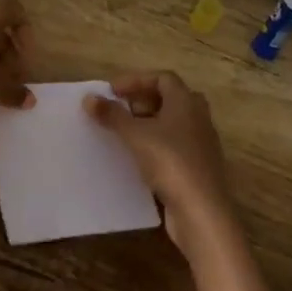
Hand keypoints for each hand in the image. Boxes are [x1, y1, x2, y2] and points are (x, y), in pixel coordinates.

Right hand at [85, 72, 234, 251]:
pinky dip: (157, 144)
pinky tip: (139, 157)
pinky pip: (175, 145)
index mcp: (186, 102)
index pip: (163, 78)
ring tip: (125, 133)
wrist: (202, 212)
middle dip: (143, 101)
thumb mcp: (135, 136)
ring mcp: (201, 143)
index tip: (113, 92)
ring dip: (149, 123)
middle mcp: (198, 118)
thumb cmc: (170, 163)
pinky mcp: (199, 166)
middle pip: (170, 98)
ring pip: (173, 123)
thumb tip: (89, 98)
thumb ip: (112, 115)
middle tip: (120, 110)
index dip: (136, 80)